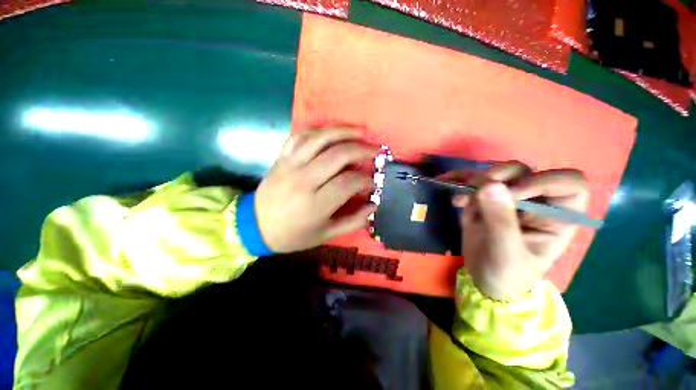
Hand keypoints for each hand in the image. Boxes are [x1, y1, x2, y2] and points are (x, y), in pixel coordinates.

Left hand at [255, 128, 377, 252]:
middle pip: (338, 155)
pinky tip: (331, 132)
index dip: (365, 180)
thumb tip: (373, 206)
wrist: (255, 226)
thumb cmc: (293, 234)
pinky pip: (300, 136)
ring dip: (343, 132)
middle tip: (375, 151)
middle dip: (361, 150)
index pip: (348, 182)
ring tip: (361, 132)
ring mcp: (290, 165)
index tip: (373, 181)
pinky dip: (318, 131)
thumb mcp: (326, 235)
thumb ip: (353, 221)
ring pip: (320, 139)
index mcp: (316, 204)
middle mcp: (304, 180)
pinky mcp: (282, 158)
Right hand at [449, 162, 588, 299]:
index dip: (544, 182)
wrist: (483, 278)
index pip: (569, 184)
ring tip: (462, 199)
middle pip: (526, 172)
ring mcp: (507, 199)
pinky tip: (446, 182)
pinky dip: (458, 179)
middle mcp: (535, 203)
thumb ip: (501, 221)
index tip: (513, 195)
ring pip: (499, 173)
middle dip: (501, 177)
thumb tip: (489, 184)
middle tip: (480, 192)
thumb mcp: (507, 254)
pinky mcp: (485, 199)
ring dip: (478, 180)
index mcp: (557, 218)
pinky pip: (474, 181)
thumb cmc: (506, 274)